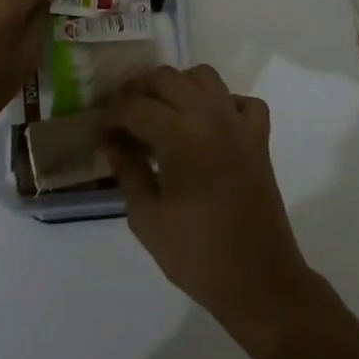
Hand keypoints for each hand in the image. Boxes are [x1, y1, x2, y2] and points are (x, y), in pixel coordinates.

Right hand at [100, 66, 319, 358]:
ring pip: (204, 76)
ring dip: (178, 86)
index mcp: (180, 136)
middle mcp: (211, 116)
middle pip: (167, 78)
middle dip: (138, 92)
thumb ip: (127, 170)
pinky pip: (242, 101)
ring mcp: (239, 124)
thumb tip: (110, 141)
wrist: (259, 282)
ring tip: (161, 113)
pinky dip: (223, 103)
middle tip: (123, 118)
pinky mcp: (259, 138)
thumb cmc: (197, 255)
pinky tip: (208, 125)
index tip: (99, 132)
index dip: (111, 116)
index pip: (135, 107)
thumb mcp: (147, 218)